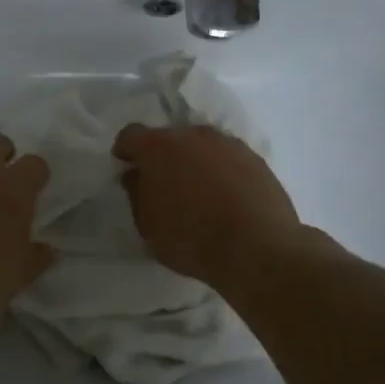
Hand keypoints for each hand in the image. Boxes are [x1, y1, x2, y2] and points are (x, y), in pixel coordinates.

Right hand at [112, 124, 302, 287]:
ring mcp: (228, 144)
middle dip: (162, 157)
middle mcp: (193, 135)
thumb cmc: (192, 238)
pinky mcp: (255, 158)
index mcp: (159, 147)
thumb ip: (136, 194)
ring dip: (194, 162)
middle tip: (163, 185)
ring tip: (198, 193)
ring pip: (201, 146)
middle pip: (169, 138)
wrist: (258, 248)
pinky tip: (225, 198)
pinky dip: (221, 172)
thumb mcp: (148, 226)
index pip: (131, 135)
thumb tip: (136, 176)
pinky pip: (227, 159)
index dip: (126, 151)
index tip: (126, 167)